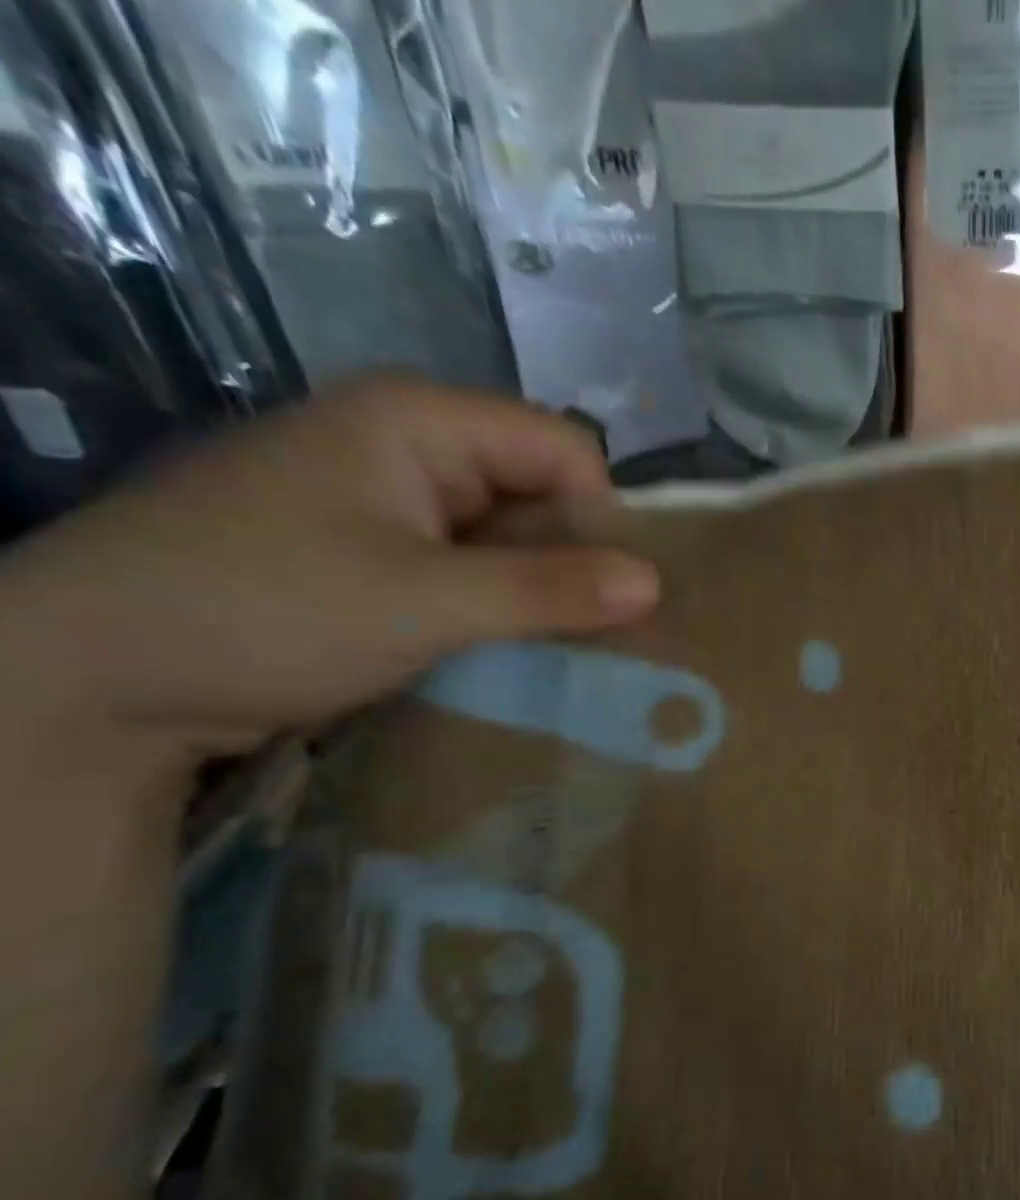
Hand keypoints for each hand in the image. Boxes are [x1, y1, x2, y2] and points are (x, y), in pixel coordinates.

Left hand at [0, 376, 659, 774]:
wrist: (85, 681)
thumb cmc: (262, 610)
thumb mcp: (424, 601)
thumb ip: (548, 589)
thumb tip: (657, 585)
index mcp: (418, 421)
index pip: (564, 449)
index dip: (602, 516)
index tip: (616, 595)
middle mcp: (407, 448)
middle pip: (539, 493)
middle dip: (577, 562)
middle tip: (605, 635)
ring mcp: (386, 504)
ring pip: (507, 539)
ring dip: (540, 594)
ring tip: (566, 652)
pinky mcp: (372, 556)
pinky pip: (468, 572)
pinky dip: (500, 610)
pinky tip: (513, 652)